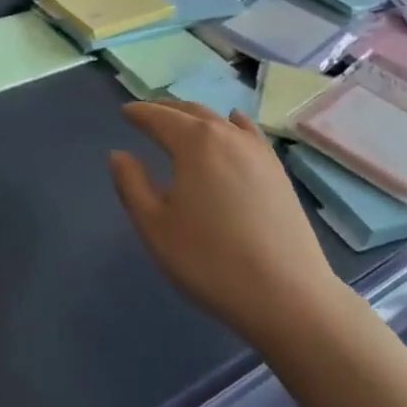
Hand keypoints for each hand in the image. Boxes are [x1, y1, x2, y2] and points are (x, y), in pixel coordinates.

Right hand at [109, 102, 340, 353]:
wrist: (287, 296)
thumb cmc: (209, 260)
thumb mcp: (155, 227)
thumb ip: (131, 184)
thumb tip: (119, 154)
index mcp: (194, 142)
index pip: (159, 117)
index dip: (139, 113)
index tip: (124, 112)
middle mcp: (227, 135)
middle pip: (191, 111)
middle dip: (166, 110)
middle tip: (147, 115)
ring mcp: (258, 151)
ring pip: (220, 120)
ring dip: (195, 116)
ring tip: (181, 123)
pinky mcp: (278, 171)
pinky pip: (248, 134)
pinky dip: (232, 124)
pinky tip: (232, 125)